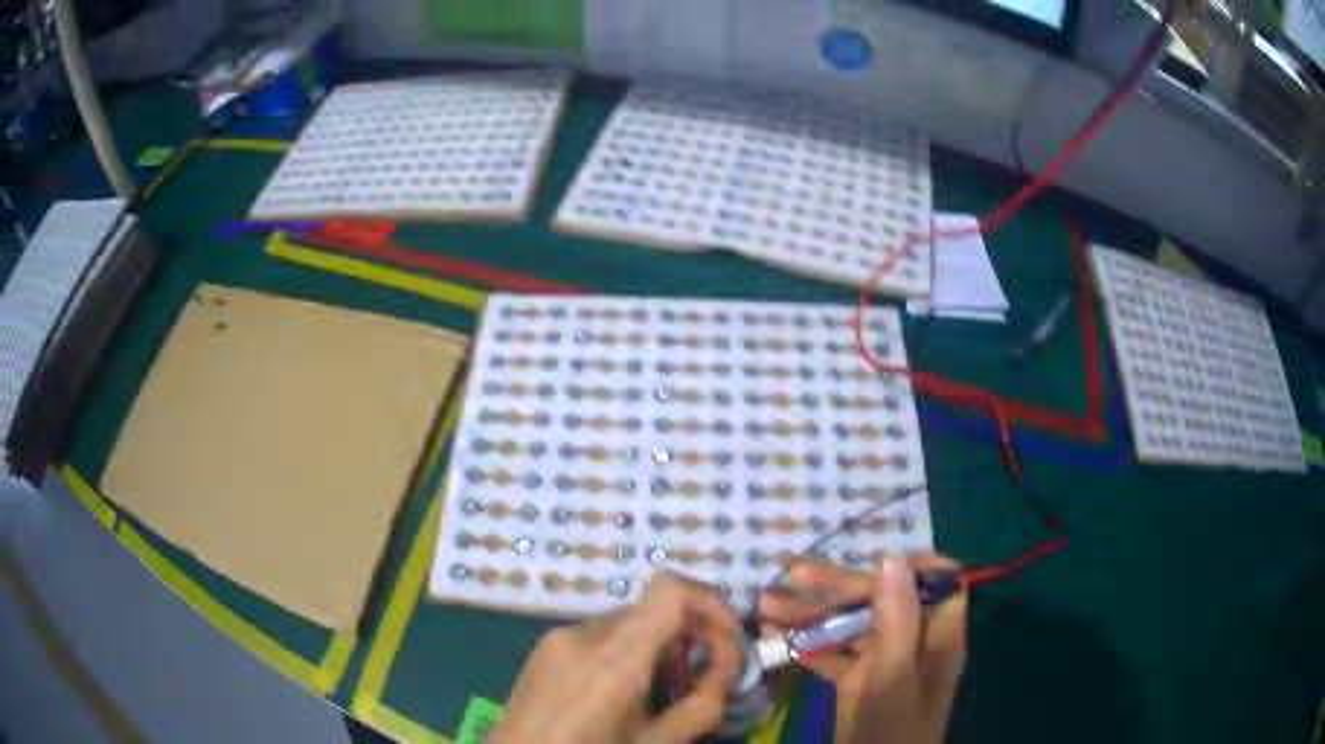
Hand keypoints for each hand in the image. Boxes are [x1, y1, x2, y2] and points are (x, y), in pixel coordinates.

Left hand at [492, 572, 741, 743]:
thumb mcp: (656, 743)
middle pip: (653, 609)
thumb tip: (728, 668)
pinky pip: (601, 637)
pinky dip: (629, 655)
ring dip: (660, 648)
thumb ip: (703, 704)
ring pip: (630, 624)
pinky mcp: (546, 647)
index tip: (728, 641)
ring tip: (664, 693)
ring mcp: (558, 637)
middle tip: (703, 680)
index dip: (710, 603)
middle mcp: (581, 634)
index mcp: (611, 660)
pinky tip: (626, 694)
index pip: (669, 590)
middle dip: (690, 637)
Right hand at [757, 553, 967, 743]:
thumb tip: (892, 557)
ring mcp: (883, 663)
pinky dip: (806, 645)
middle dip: (838, 587)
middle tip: (792, 575)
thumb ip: (896, 619)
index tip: (871, 561)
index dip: (911, 566)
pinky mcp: (857, 682)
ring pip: (852, 626)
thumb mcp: (894, 674)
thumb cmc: (891, 728)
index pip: (938, 582)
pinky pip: (834, 654)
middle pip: (882, 600)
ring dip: (811, 614)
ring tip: (765, 606)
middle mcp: (912, 643)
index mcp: (936, 636)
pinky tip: (774, 636)